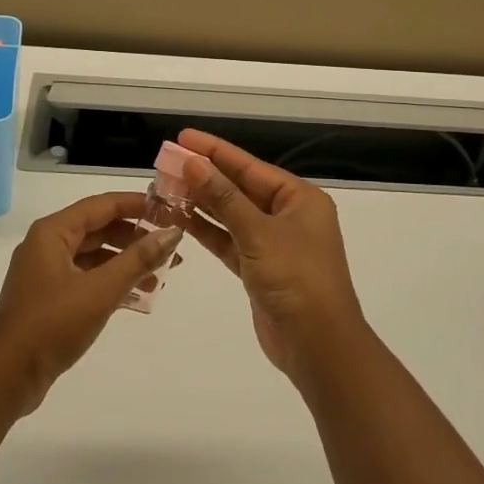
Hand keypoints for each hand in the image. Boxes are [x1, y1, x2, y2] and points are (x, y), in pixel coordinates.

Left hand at [0, 192, 182, 414]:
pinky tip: (138, 295)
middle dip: (135, 237)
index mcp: (53, 232)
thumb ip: (138, 259)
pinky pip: (87, 278)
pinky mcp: (49, 298)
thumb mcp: (100, 290)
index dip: (136, 204)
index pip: (101, 205)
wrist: (6, 377)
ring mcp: (46, 273)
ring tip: (162, 274)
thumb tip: (173, 232)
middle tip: (171, 246)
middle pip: (98, 229)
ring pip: (94, 256)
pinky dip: (111, 282)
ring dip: (126, 262)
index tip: (169, 210)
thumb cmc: (52, 324)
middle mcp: (47, 245)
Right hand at [177, 129, 368, 383]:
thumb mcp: (258, 232)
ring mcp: (274, 243)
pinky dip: (207, 231)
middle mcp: (288, 216)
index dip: (215, 151)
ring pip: (232, 215)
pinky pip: (229, 241)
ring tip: (166, 187)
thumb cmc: (296, 278)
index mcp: (299, 199)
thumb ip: (223, 197)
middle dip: (204, 176)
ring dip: (202, 203)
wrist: (318, 345)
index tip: (183, 138)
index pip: (250, 166)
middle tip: (166, 163)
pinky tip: (180, 219)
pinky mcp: (259, 269)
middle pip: (239, 188)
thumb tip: (194, 163)